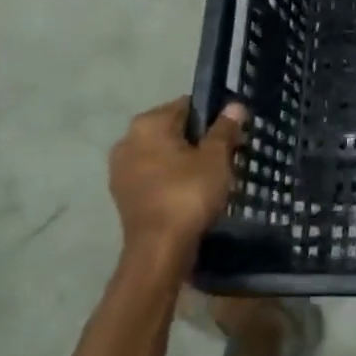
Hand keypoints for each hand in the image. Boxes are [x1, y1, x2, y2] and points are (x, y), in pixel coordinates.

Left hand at [108, 98, 246, 261]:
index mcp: (148, 123)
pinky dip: (171, 179)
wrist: (159, 251)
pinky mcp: (123, 196)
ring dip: (183, 161)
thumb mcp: (216, 157)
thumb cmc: (189, 193)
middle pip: (173, 130)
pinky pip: (154, 176)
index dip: (212, 117)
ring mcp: (121, 170)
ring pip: (162, 155)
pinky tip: (192, 192)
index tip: (230, 133)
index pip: (187, 106)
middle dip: (197, 140)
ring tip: (211, 176)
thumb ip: (225, 128)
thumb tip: (234, 105)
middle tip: (225, 155)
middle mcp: (128, 140)